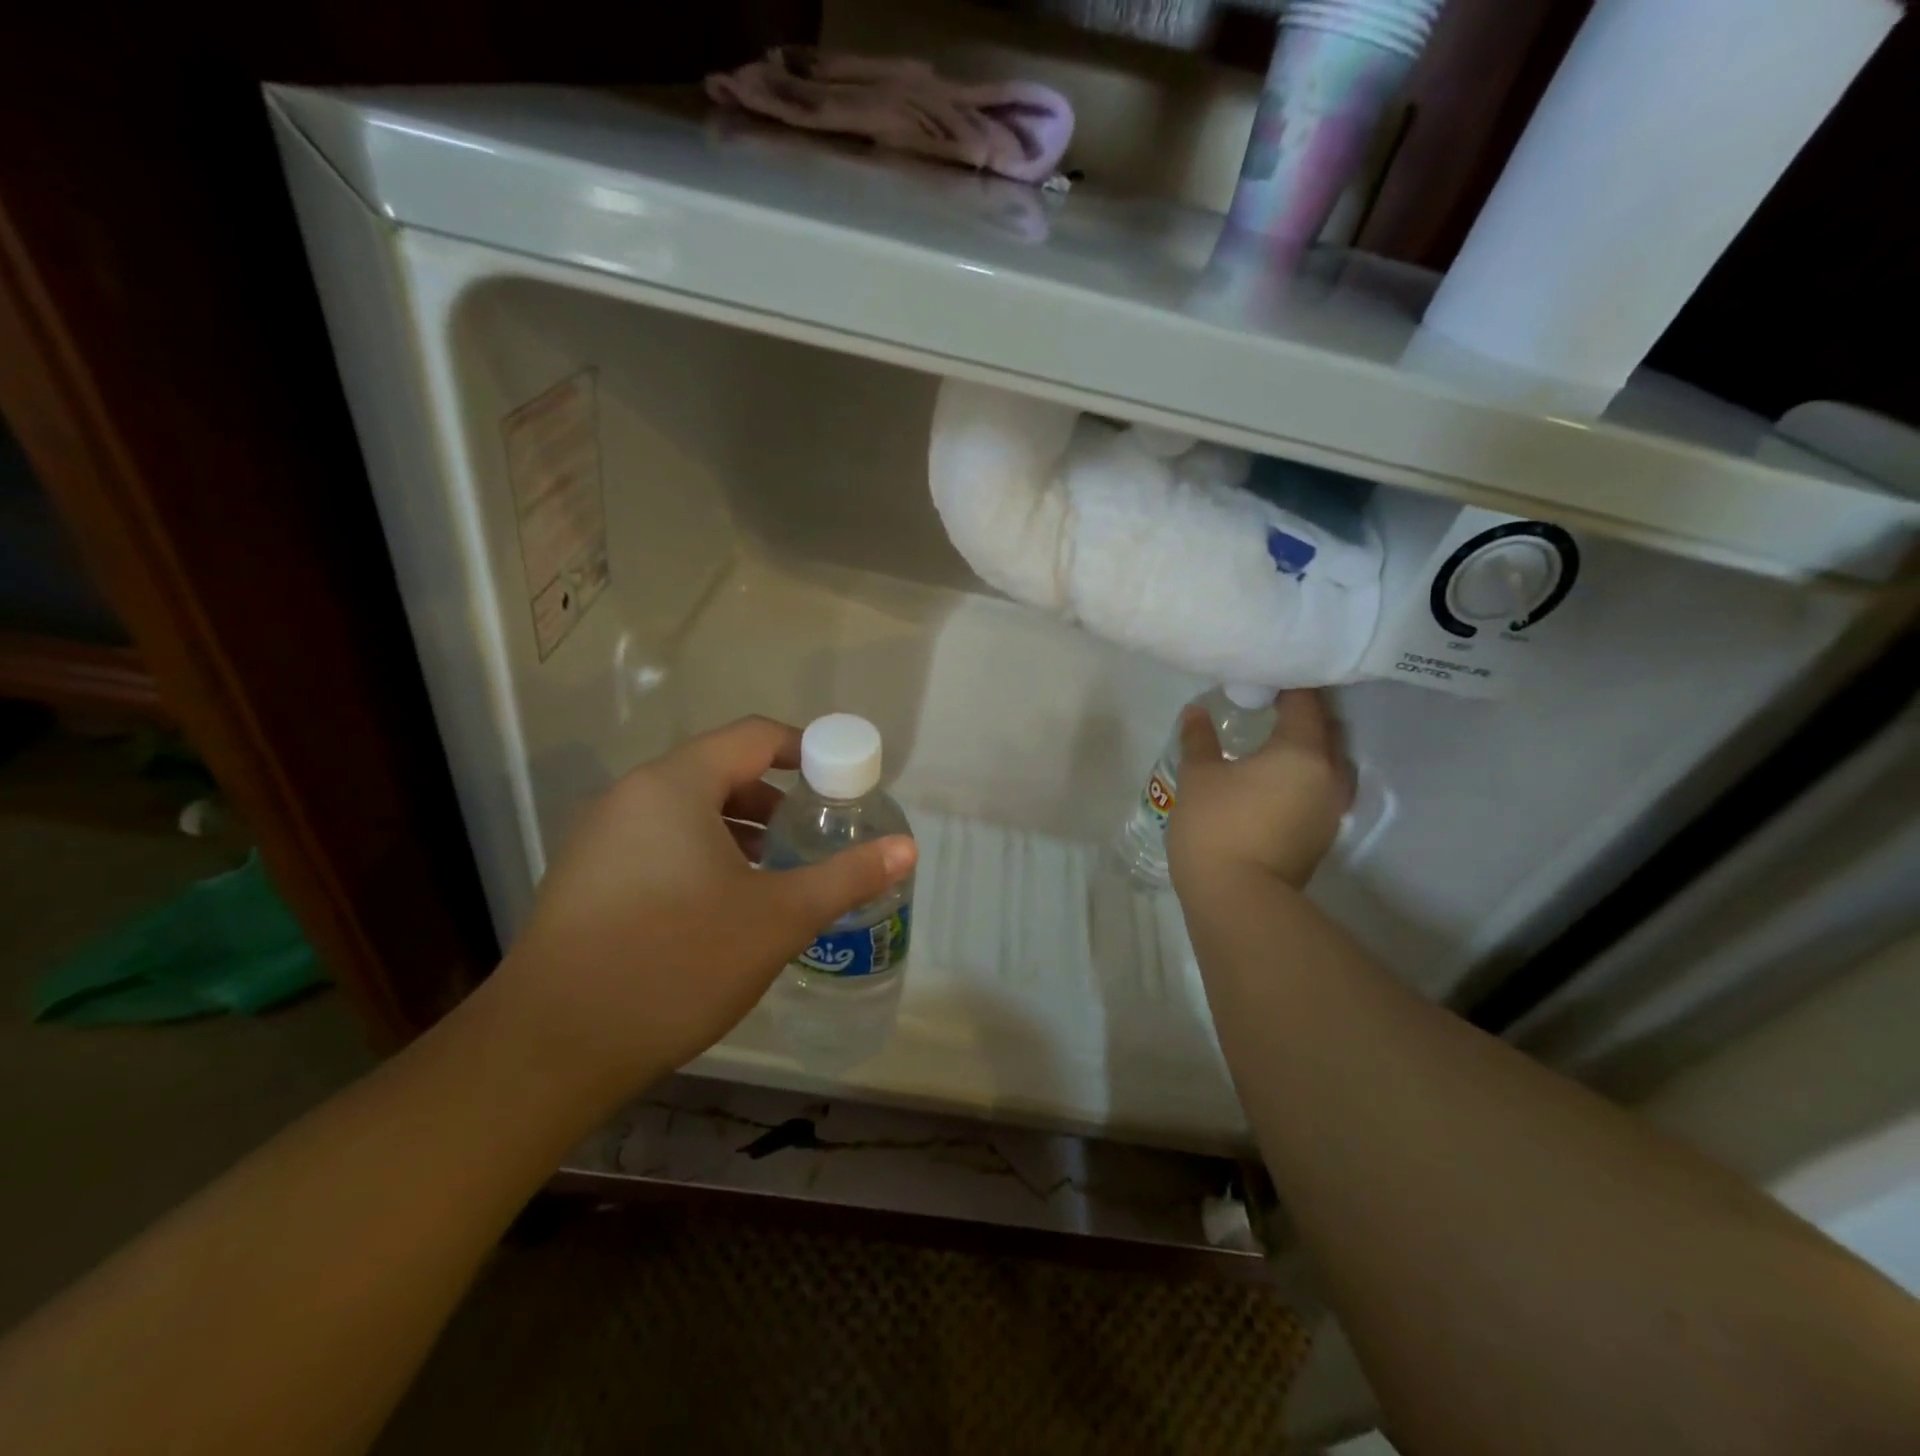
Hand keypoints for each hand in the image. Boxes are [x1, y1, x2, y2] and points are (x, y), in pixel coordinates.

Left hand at [482, 717, 916, 1108]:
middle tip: (813, 835)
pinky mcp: (584, 877)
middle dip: (774, 797)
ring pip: (686, 810)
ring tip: (776, 872)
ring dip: (738, 828)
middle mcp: (631, 796)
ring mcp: (600, 837)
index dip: (806, 749)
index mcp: (675, 785)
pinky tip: (721, 905)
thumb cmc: (676, 963)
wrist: (551, 1049)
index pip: (753, 737)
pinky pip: (657, 841)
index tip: (842, 782)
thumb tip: (908, 847)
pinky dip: (700, 853)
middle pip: (719, 770)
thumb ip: (846, 875)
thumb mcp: (777, 918)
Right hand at [1166, 689, 1350, 897]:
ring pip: (1327, 765)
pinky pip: (1319, 791)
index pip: (1305, 703)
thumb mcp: (1198, 776)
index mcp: (1302, 752)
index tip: (1265, 679)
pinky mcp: (1321, 836)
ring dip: (1305, 751)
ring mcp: (1329, 810)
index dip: (1288, 686)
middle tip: (1267, 708)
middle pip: (1324, 732)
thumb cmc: (1216, 826)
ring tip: (1271, 745)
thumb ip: (1200, 739)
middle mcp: (1329, 776)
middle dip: (1301, 717)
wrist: (1237, 898)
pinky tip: (1272, 783)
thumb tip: (1196, 713)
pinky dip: (1302, 778)